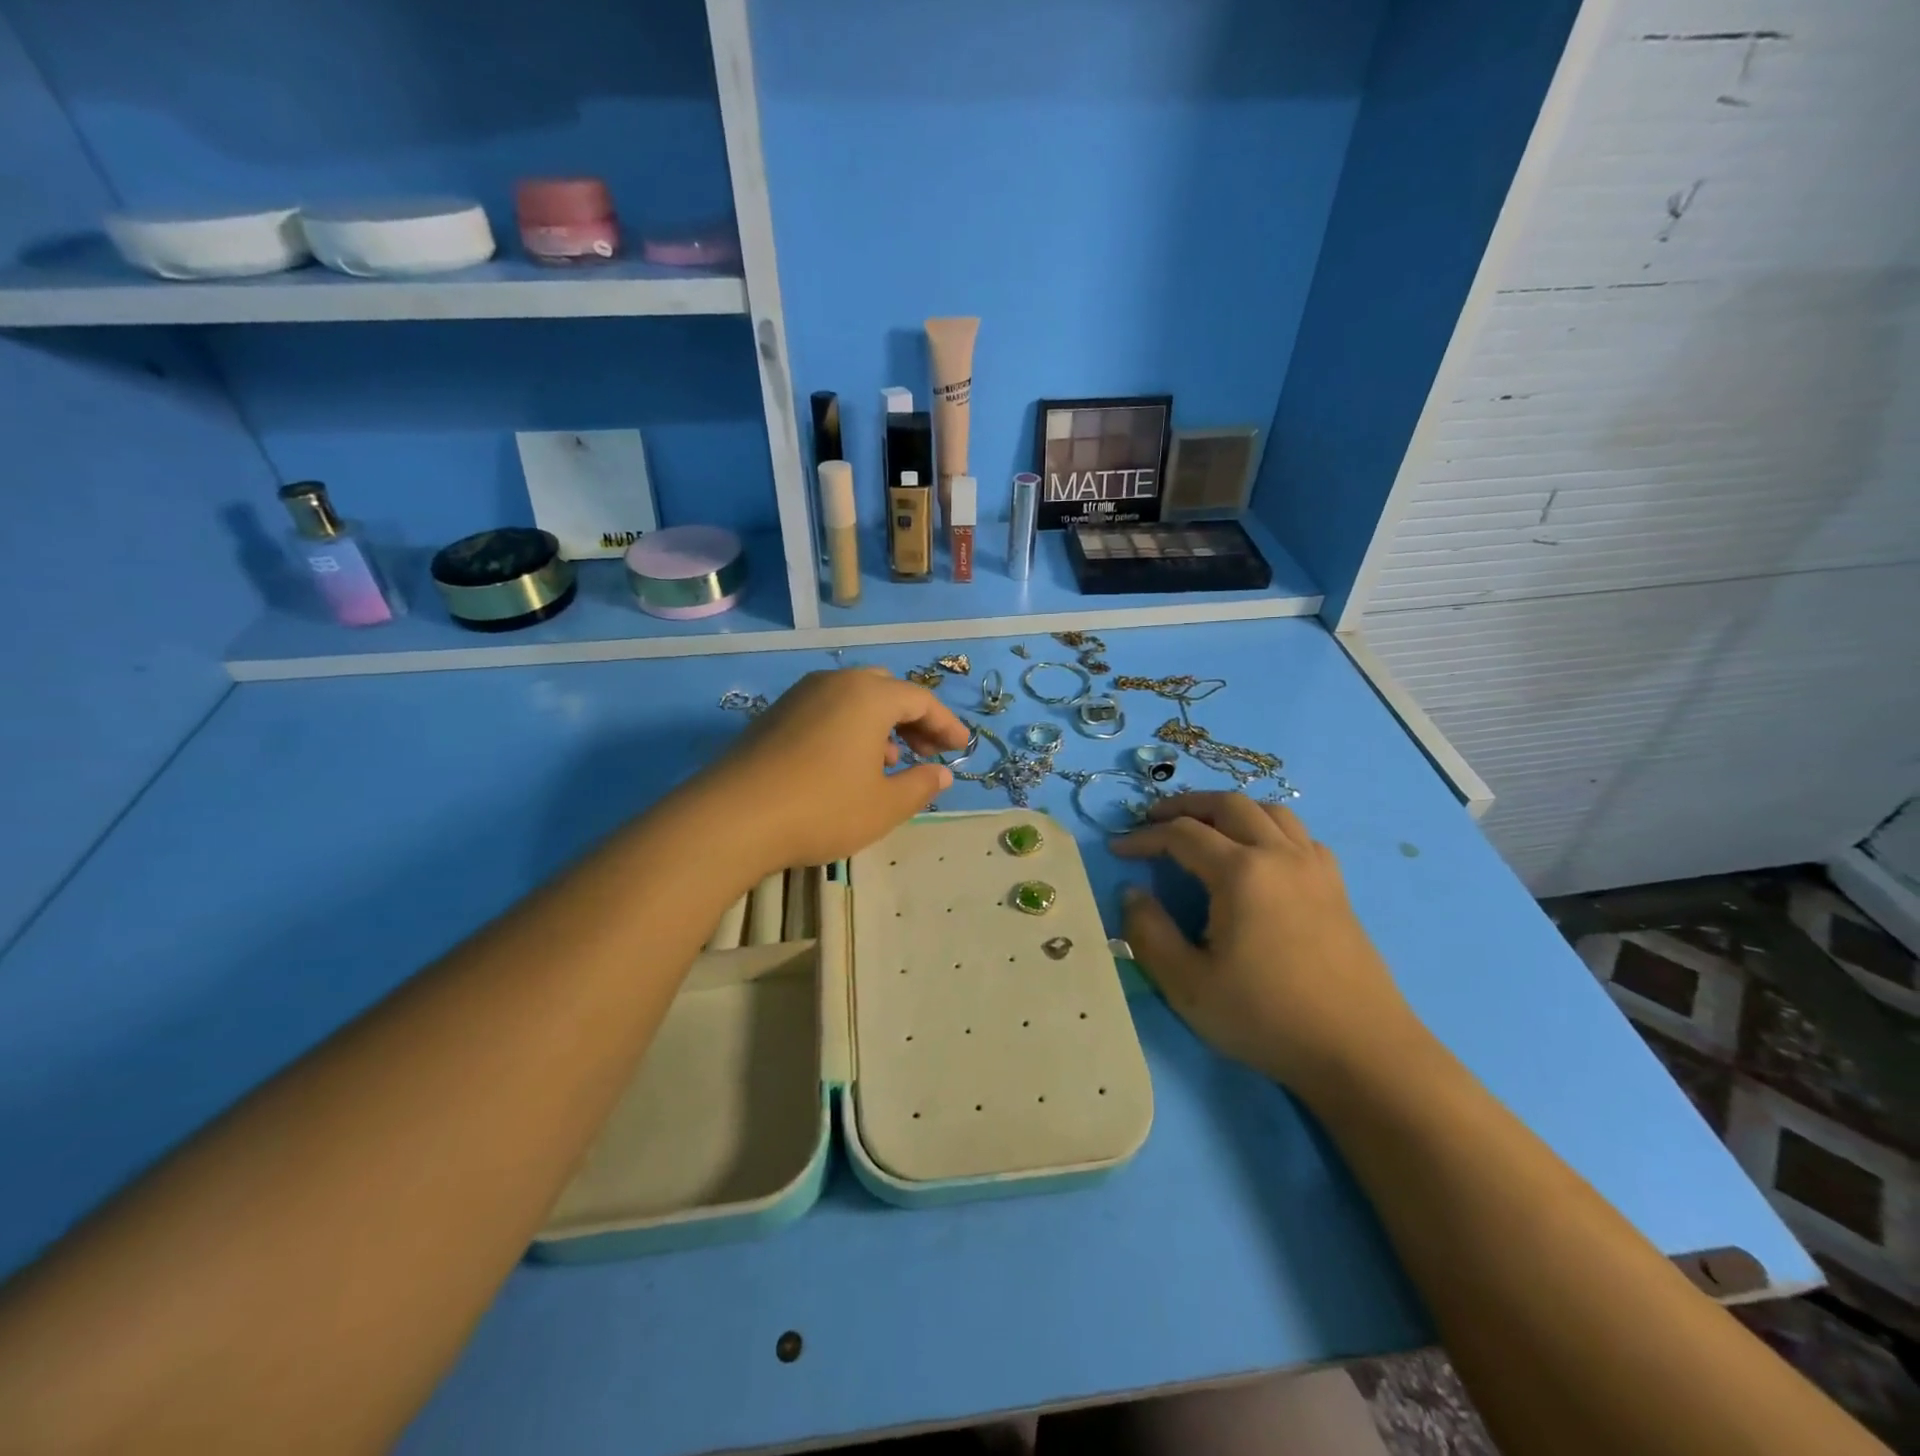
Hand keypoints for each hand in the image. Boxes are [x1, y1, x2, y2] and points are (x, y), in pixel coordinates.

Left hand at [694, 669, 969, 875]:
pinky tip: (847, 765)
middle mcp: (835, 683)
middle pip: (887, 691)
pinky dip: (849, 729)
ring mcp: (800, 696)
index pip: (921, 700)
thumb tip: (941, 773)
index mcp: (869, 695)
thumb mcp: (884, 805)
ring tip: (890, 762)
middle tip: (927, 752)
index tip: (962, 749)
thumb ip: (920, 786)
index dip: (946, 725)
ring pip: (854, 699)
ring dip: (881, 725)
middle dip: (914, 720)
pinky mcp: (774, 715)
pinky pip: (827, 711)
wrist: (732, 818)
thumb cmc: (823, 807)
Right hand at [1112, 792, 1424, 1098]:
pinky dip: (1270, 828)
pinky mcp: (1337, 887)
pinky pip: (1300, 836)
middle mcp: (1279, 854)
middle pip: (1228, 804)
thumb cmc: (1266, 1017)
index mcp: (1241, 872)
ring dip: (1230, 810)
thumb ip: (1149, 932)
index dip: (1144, 837)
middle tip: (1155, 820)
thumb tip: (1133, 892)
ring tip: (1206, 827)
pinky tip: (1262, 854)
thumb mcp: (1187, 984)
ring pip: (1270, 811)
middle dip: (1185, 805)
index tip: (1118, 849)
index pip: (1182, 834)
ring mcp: (1314, 868)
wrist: (1360, 1051)